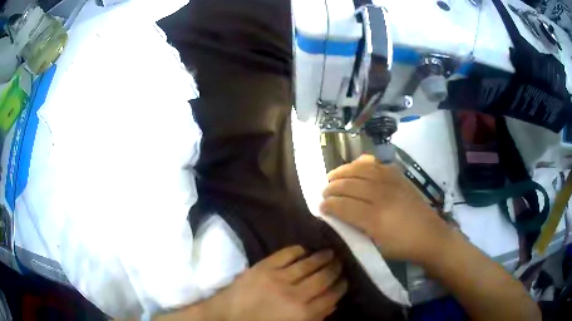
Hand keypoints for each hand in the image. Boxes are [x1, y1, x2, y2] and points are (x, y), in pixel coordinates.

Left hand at [206, 246, 346, 320]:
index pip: (331, 297)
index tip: (345, 281)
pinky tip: (304, 249)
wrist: (226, 317)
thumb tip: (332, 304)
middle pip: (323, 278)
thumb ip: (314, 319)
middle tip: (340, 263)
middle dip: (335, 270)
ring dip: (322, 257)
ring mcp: (278, 278)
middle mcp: (295, 295)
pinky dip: (297, 250)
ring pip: (308, 264)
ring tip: (330, 253)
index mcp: (302, 314)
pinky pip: (285, 254)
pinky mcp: (263, 267)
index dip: (340, 287)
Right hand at [319, 154, 451, 263]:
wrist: (430, 236)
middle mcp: (381, 196)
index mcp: (375, 219)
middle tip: (324, 192)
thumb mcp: (376, 246)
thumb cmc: (402, 247)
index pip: (344, 206)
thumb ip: (356, 230)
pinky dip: (362, 163)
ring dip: (343, 171)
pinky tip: (356, 167)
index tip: (320, 206)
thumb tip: (338, 217)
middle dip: (332, 187)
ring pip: (360, 170)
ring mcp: (391, 183)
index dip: (329, 205)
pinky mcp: (399, 177)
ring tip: (333, 176)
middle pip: (349, 185)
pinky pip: (376, 164)